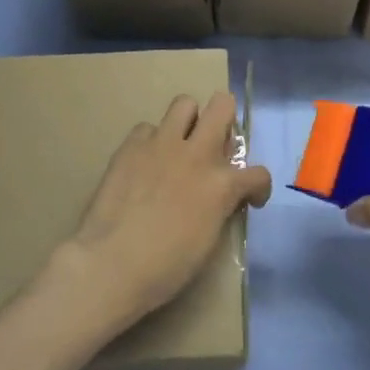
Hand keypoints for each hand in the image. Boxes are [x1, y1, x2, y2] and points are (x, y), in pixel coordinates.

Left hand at [45, 92, 271, 335]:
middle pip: (222, 105)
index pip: (257, 174)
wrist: (111, 262)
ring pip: (184, 103)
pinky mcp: (131, 146)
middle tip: (216, 145)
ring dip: (189, 120)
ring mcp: (161, 145)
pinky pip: (147, 128)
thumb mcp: (208, 241)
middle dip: (226, 120)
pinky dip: (151, 142)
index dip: (258, 187)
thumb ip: (219, 207)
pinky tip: (145, 164)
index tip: (249, 198)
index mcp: (221, 185)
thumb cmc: (165, 267)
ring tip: (181, 144)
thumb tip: (221, 194)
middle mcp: (196, 154)